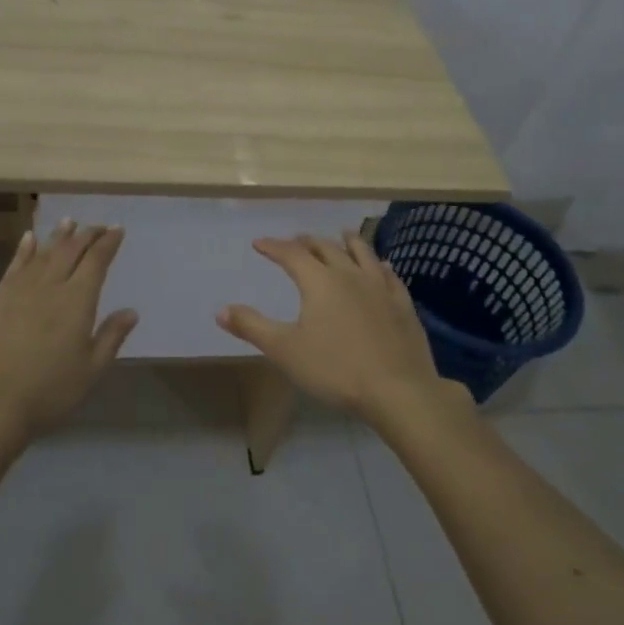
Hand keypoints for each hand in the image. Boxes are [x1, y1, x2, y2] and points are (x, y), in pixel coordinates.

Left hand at [0, 221, 137, 444]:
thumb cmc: (48, 391)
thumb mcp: (90, 370)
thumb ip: (111, 337)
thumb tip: (131, 311)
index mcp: (77, 301)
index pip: (96, 261)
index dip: (108, 243)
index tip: (117, 230)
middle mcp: (49, 286)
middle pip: (70, 251)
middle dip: (86, 234)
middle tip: (97, 226)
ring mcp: (19, 290)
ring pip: (43, 253)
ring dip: (58, 236)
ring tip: (68, 221)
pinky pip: (14, 265)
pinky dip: (24, 249)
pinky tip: (28, 239)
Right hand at [216, 232, 460, 426]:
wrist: (397, 390)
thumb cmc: (336, 369)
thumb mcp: (285, 350)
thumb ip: (252, 327)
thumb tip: (220, 310)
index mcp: (319, 281)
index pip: (291, 254)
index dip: (273, 247)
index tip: (259, 243)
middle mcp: (350, 274)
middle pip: (326, 249)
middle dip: (307, 242)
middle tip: (296, 240)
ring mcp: (380, 287)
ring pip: (362, 254)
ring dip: (348, 242)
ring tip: (341, 235)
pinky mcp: (402, 304)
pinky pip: (389, 275)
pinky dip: (379, 265)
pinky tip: (382, 267)